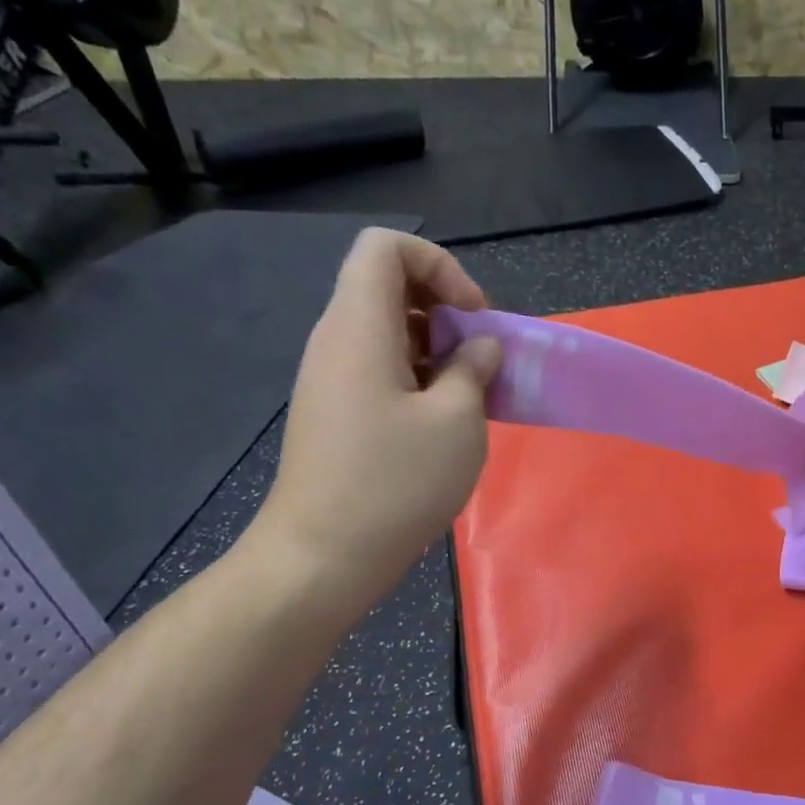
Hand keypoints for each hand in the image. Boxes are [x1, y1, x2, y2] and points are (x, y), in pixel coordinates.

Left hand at [247, 228, 501, 617]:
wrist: (323, 556)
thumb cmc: (395, 482)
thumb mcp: (456, 422)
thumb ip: (473, 370)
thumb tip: (478, 347)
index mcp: (359, 328)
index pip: (386, 248)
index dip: (439, 265)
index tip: (474, 316)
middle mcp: (336, 341)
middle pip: (387, 286)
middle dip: (445, 308)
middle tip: (481, 356)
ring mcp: (331, 378)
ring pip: (387, 330)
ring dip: (437, 347)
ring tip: (472, 392)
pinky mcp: (336, 411)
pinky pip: (379, 368)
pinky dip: (419, 376)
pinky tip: (445, 421)